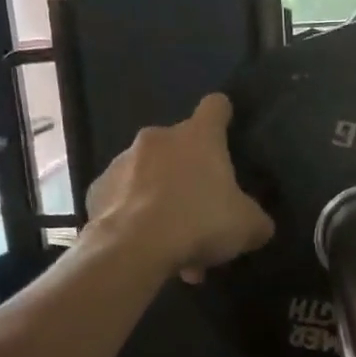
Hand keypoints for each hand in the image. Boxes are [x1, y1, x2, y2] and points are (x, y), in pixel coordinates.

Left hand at [86, 94, 274, 283]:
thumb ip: (257, 220)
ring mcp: (122, 162)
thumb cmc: (199, 223)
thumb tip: (259, 226)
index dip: (223, 116)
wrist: (133, 249)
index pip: (215, 107)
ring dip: (162, 202)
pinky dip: (135, 218)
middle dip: (190, 177)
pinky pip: (124, 200)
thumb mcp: (247, 227)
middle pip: (180, 147)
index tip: (227, 129)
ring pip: (150, 178)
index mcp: (198, 137)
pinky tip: (144, 247)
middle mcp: (158, 139)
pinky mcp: (97, 190)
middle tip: (201, 215)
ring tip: (172, 244)